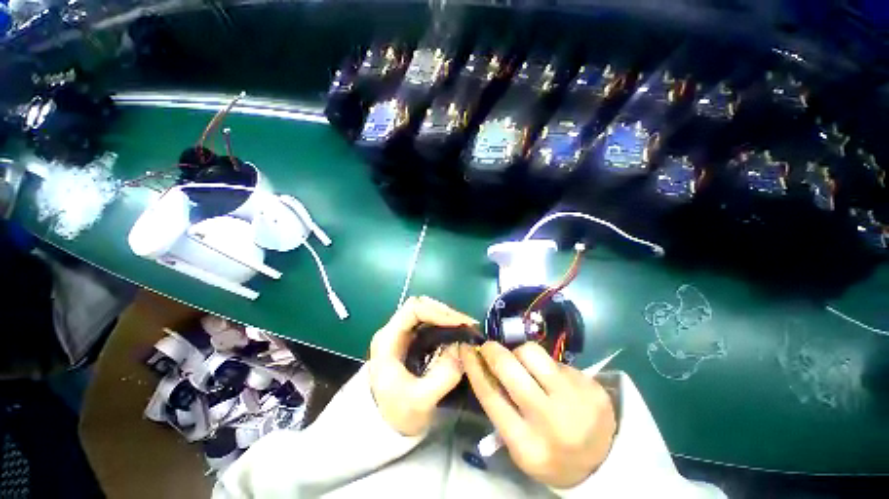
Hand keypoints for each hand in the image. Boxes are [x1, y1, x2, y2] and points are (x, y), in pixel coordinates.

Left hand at [368, 296, 477, 435]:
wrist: (382, 426)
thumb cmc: (396, 414)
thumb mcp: (421, 401)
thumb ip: (444, 375)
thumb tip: (462, 347)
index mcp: (388, 339)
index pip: (413, 310)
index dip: (438, 312)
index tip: (460, 323)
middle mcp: (393, 331)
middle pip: (420, 306)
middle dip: (444, 312)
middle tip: (466, 325)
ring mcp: (401, 334)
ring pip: (425, 312)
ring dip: (446, 317)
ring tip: (464, 328)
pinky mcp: (409, 340)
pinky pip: (428, 323)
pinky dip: (444, 324)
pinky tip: (455, 333)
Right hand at [460, 341, 616, 487]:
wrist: (603, 461)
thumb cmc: (550, 453)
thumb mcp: (519, 444)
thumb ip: (500, 408)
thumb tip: (482, 365)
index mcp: (526, 444)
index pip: (490, 395)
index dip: (473, 366)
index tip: (466, 348)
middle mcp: (550, 421)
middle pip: (509, 368)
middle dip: (493, 351)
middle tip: (490, 347)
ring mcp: (574, 400)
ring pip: (532, 353)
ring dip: (520, 352)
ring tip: (524, 363)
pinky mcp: (591, 385)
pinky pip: (555, 360)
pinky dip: (546, 364)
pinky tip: (552, 378)